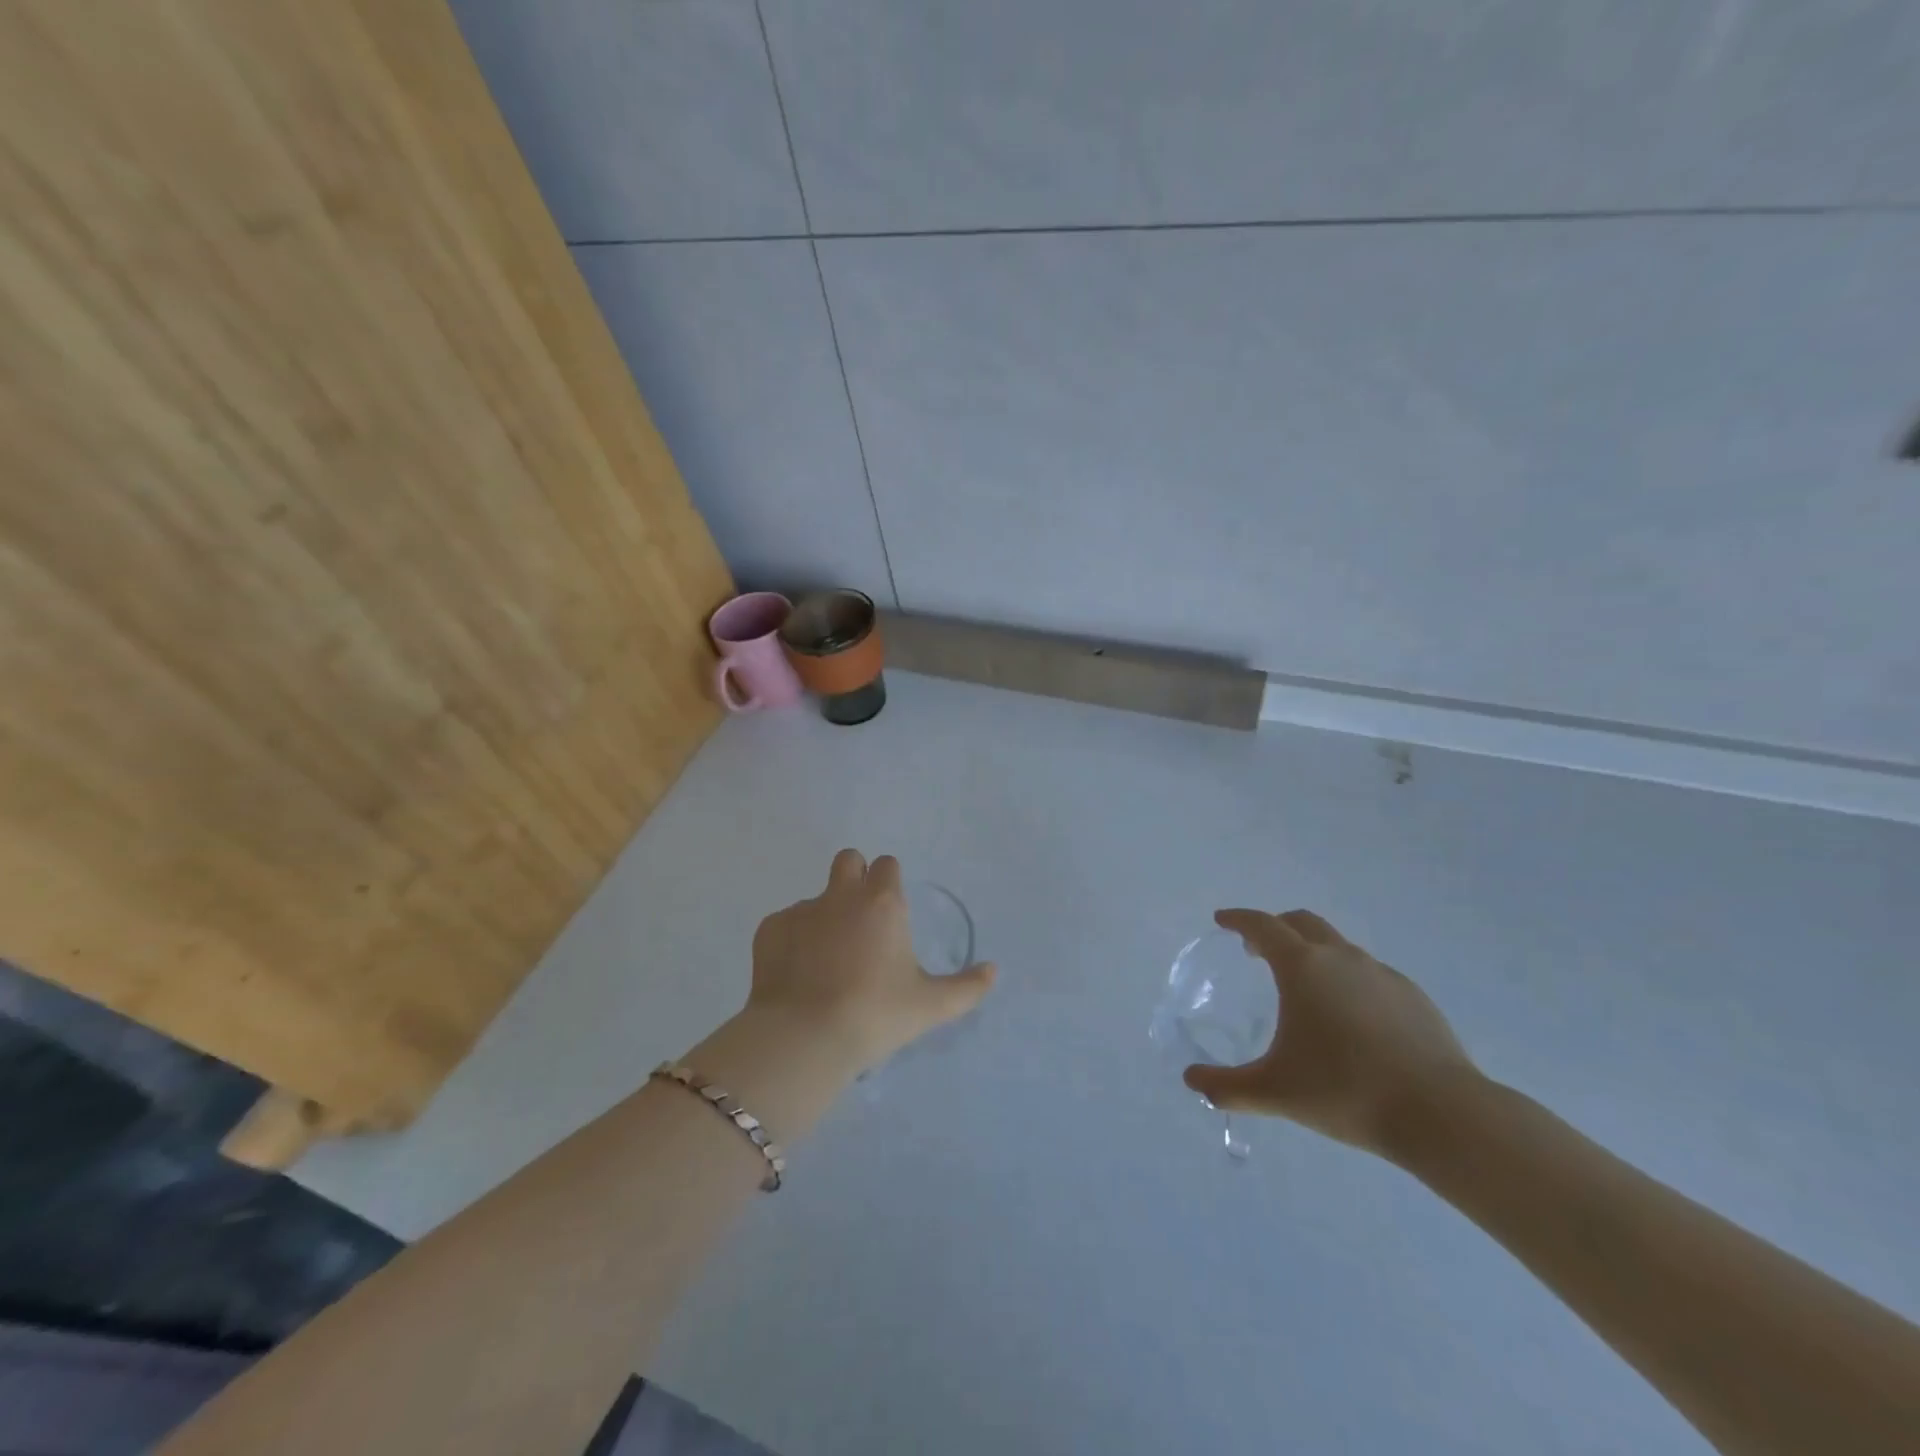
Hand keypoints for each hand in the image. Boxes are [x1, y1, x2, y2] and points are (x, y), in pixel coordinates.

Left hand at [746, 850, 996, 1074]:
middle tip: (859, 919)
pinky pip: (785, 923)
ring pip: (816, 898)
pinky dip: (792, 941)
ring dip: (823, 917)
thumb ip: (967, 987)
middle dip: (854, 877)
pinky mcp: (769, 929)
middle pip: (848, 860)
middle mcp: (842, 895)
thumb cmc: (876, 1015)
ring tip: (825, 963)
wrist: (805, 1037)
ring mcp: (801, 909)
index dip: (889, 882)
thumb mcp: (930, 1006)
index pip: (887, 865)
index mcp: (883, 902)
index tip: (890, 913)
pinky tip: (797, 975)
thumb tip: (994, 970)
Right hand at [1182, 908, 1479, 1160]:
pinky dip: (1348, 979)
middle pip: (1301, 923)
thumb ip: (1227, 1087)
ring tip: (1305, 988)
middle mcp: (1341, 958)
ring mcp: (1381, 974)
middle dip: (1276, 928)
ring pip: (1338, 946)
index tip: (1223, 920)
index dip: (1239, 919)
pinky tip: (1352, 1018)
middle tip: (1258, 951)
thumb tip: (1191, 1081)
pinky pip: (1369, 973)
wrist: (1440, 1114)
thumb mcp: (1275, 1092)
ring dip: (1313, 953)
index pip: (1262, 925)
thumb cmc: (1345, 1091)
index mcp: (1302, 967)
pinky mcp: (1413, 996)